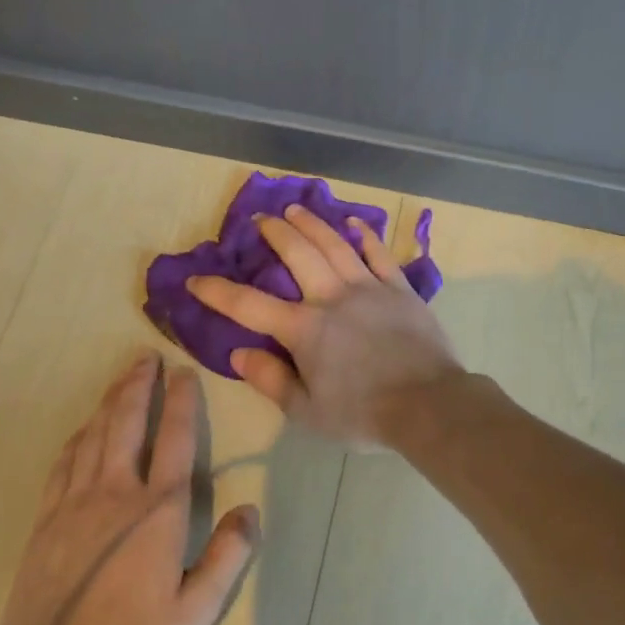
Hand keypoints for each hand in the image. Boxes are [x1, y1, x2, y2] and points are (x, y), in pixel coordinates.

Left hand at [0, 356, 259, 624]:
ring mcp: (75, 504)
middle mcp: (117, 494)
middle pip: (128, 424)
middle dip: (138, 386)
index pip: (174, 439)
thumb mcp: (195, 612)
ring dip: (110, 402)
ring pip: (95, 436)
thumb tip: (251, 510)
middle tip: (146, 357)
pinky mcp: (47, 521)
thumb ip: (228, 557)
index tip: (183, 372)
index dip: (181, 401)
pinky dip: (79, 437)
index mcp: (158, 511)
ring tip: (122, 378)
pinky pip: (64, 463)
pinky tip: (85, 429)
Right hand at [187, 204, 463, 444]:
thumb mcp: (308, 411)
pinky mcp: (400, 289)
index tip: (196, 280)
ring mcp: (369, 288)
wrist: (428, 404)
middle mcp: (332, 298)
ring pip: (335, 245)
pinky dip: (365, 236)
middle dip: (275, 234)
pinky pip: (379, 255)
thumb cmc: (364, 414)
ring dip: (313, 225)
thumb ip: (271, 380)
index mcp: (304, 330)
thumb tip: (239, 353)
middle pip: (298, 255)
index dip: (218, 292)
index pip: (249, 306)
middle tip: (260, 219)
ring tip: (296, 210)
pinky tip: (354, 224)